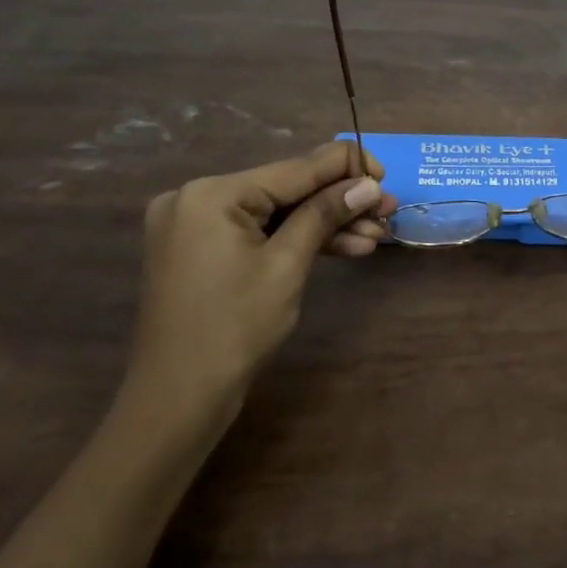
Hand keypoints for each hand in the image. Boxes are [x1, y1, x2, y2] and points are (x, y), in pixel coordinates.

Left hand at [121, 141, 398, 435]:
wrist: (177, 400)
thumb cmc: (234, 328)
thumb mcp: (288, 265)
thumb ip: (326, 214)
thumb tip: (370, 185)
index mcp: (212, 193)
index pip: (295, 168)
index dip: (347, 167)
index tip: (387, 176)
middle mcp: (199, 197)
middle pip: (288, 190)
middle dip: (341, 203)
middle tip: (389, 212)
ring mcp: (197, 225)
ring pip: (278, 213)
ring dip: (326, 224)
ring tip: (377, 235)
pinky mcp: (203, 250)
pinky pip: (260, 233)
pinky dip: (298, 240)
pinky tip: (346, 247)